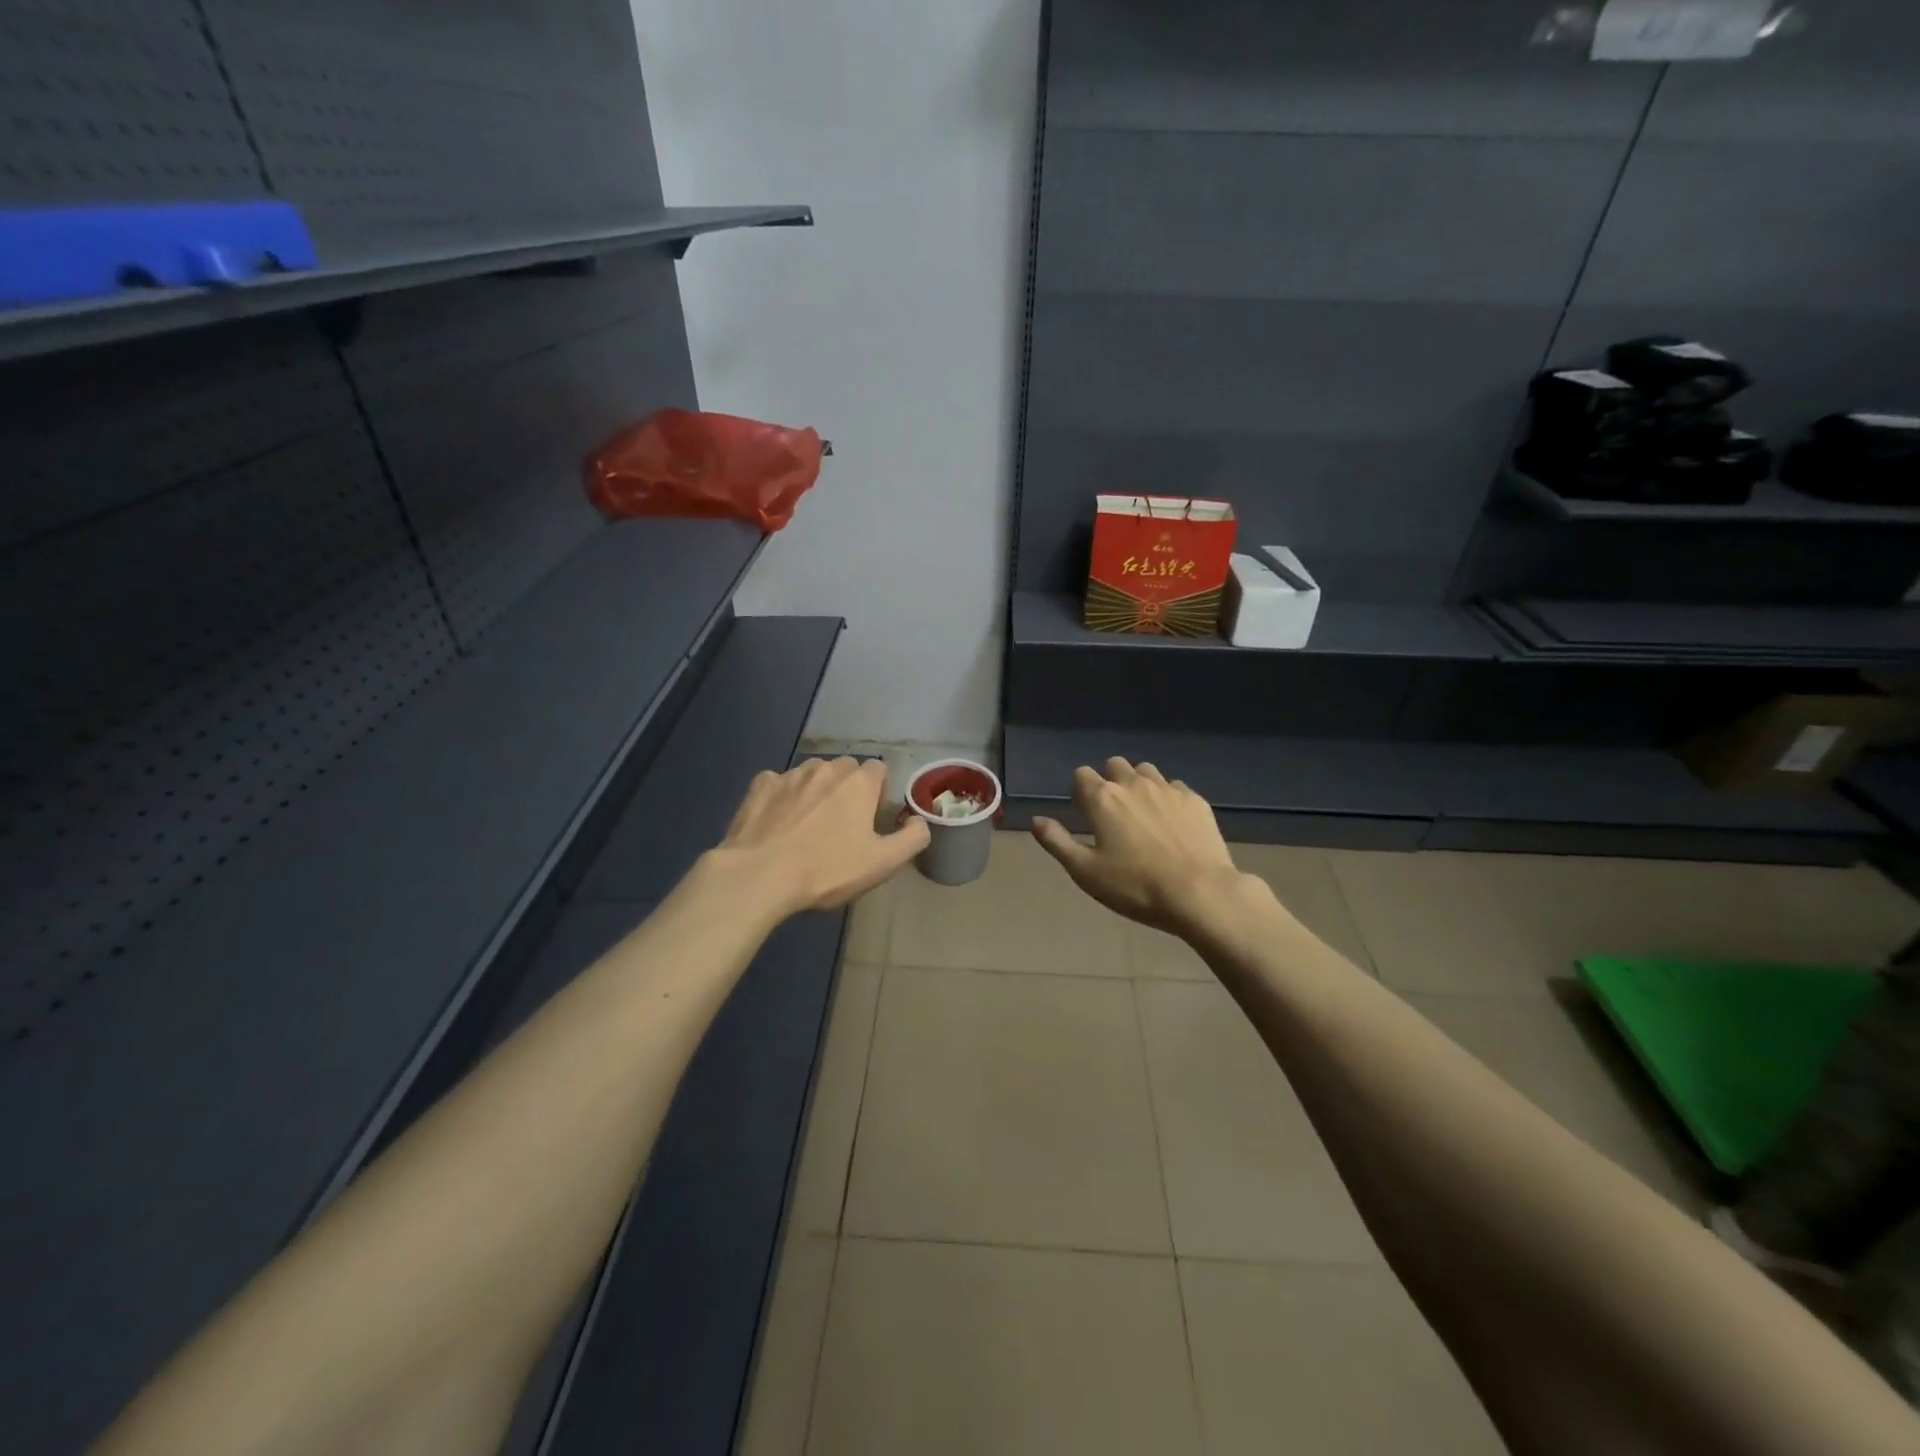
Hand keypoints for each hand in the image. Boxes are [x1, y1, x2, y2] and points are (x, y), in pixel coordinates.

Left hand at [714, 757, 928, 915]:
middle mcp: (825, 768)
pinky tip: (778, 823)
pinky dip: (783, 797)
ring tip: (807, 826)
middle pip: (845, 769)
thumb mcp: (882, 863)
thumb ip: (912, 838)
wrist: (759, 876)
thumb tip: (918, 821)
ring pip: (812, 774)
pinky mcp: (759, 786)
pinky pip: (778, 783)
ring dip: (816, 792)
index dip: (878, 793)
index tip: (870, 821)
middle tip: (841, 827)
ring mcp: (789, 774)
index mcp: (858, 782)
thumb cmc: (827, 870)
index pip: (879, 770)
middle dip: (847, 790)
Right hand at [1032, 759, 1245, 935]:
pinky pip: (1175, 787)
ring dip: (1139, 784)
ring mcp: (1168, 789)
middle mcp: (1133, 784)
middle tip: (1113, 815)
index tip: (1086, 815)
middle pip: (1115, 765)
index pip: (1081, 775)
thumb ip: (1057, 842)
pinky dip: (1168, 798)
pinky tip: (1172, 824)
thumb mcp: (1085, 872)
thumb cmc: (1135, 886)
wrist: (1200, 893)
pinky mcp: (1196, 801)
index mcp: (1102, 798)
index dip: (1080, 792)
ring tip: (1142, 815)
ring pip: (1146, 771)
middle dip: (1109, 782)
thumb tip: (1036, 821)